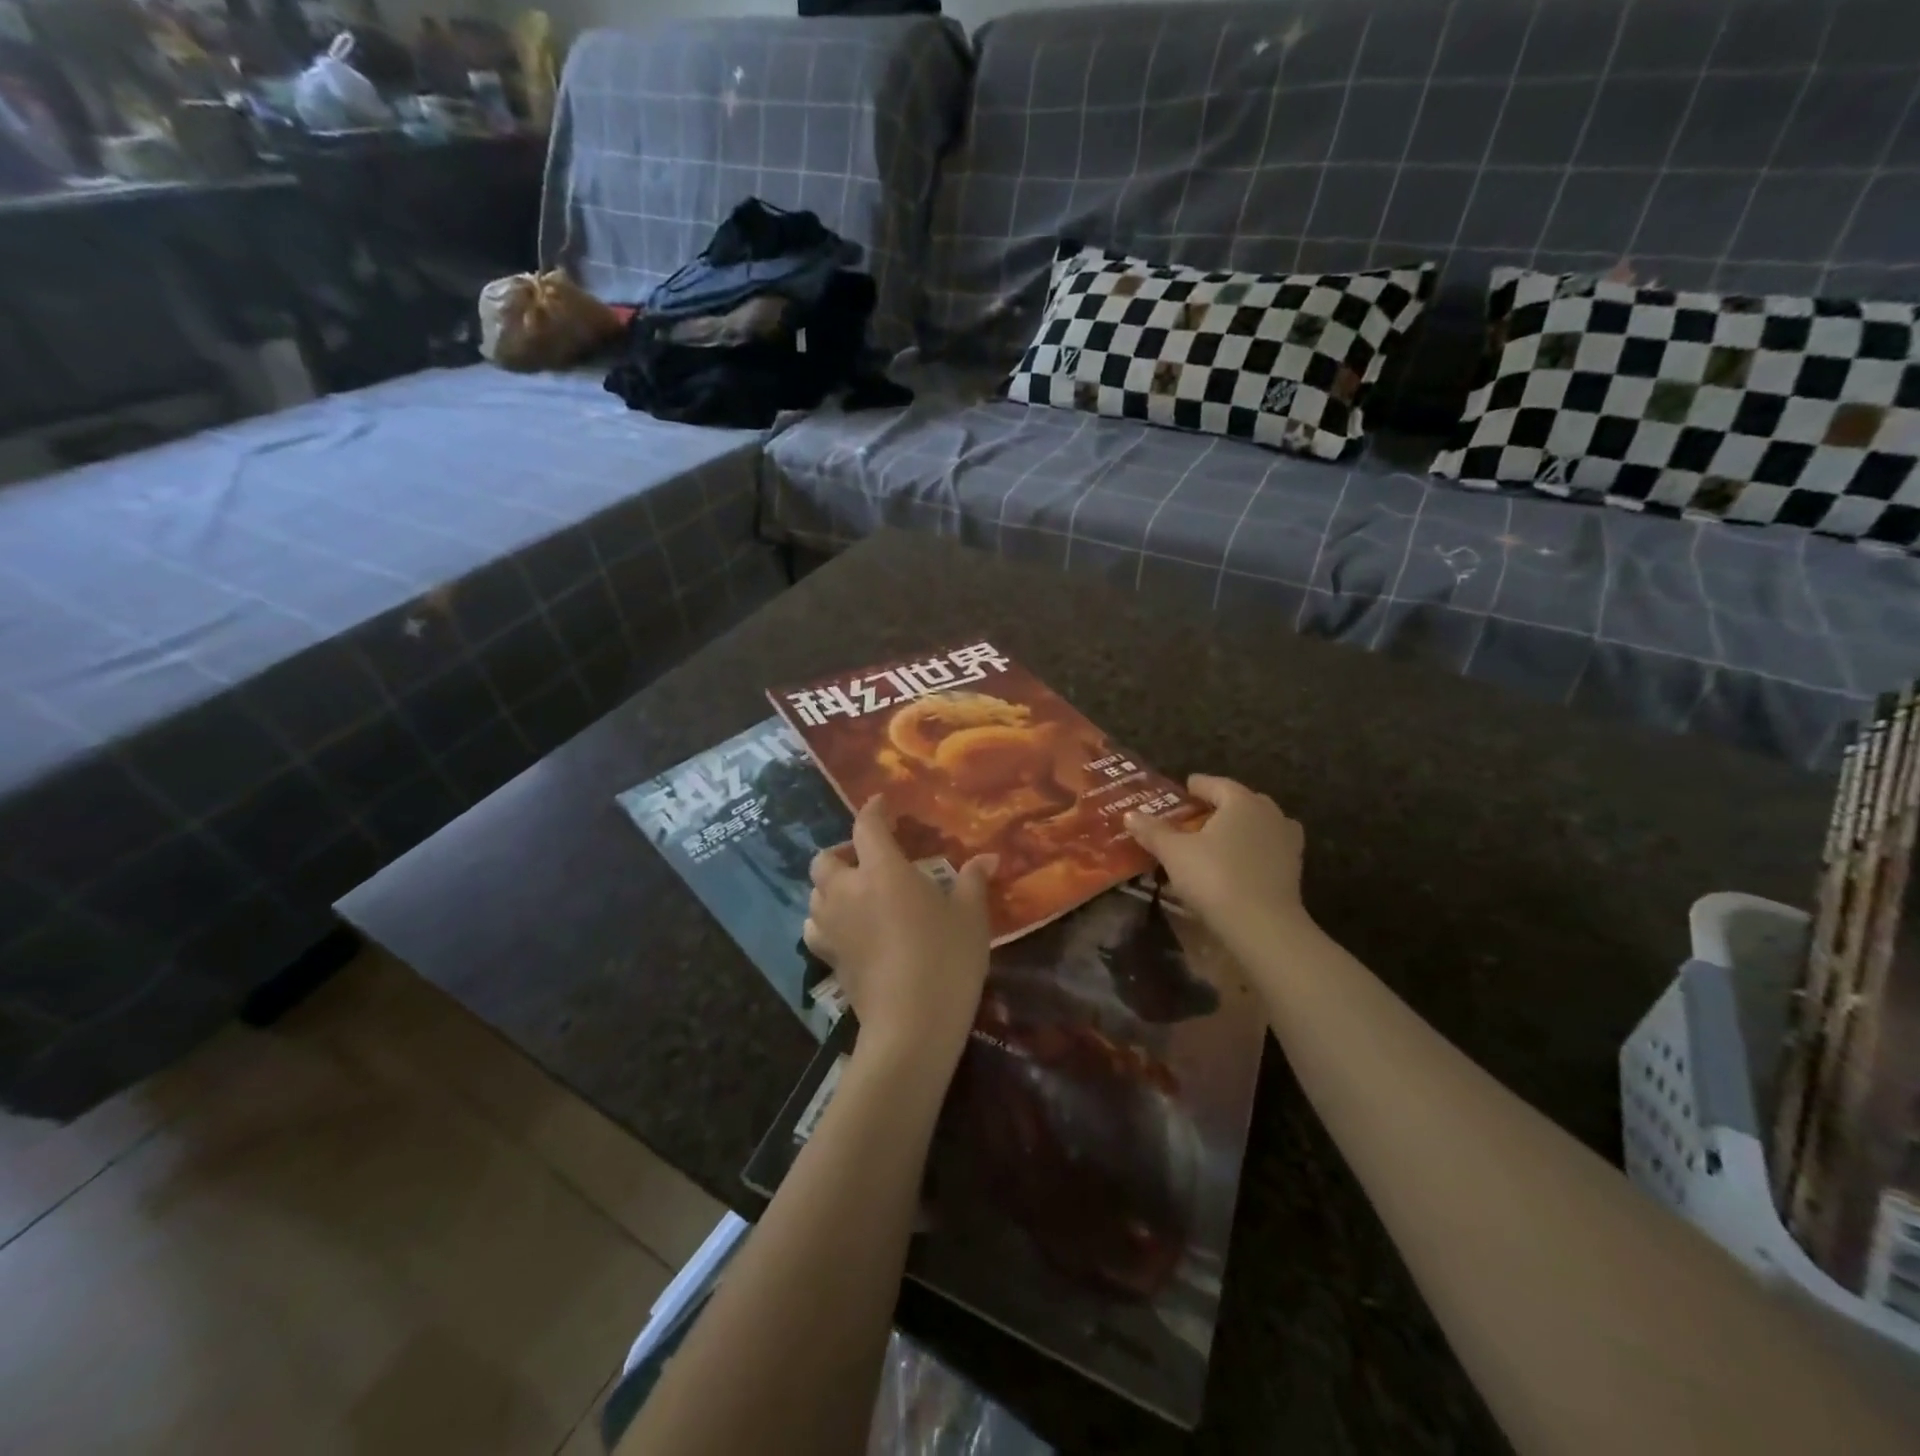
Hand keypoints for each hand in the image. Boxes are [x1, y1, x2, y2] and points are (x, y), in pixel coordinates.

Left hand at [804, 797, 996, 1065]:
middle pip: (825, 859)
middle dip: (841, 852)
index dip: (873, 811)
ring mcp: (833, 926)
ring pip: (815, 893)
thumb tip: (988, 858)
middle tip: (867, 859)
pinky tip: (845, 927)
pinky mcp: (828, 958)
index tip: (881, 804)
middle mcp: (848, 891)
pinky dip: (824, 920)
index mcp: (882, 870)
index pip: (867, 826)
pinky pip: (815, 927)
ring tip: (855, 892)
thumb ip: (973, 882)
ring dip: (830, 886)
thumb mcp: (969, 917)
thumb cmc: (945, 958)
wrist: (912, 1023)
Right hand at [1126, 774, 1306, 934]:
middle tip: (1198, 815)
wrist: (1262, 924)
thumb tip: (1130, 814)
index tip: (1185, 788)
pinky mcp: (1294, 869)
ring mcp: (1287, 841)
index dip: (1198, 785)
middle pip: (1242, 801)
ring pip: (1259, 825)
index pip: (1217, 784)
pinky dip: (1254, 850)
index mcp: (1241, 801)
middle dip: (1221, 805)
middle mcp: (1269, 813)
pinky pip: (1269, 849)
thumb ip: (1153, 831)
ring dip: (1241, 827)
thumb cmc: (1215, 877)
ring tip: (1219, 838)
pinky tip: (1239, 862)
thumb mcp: (1174, 853)